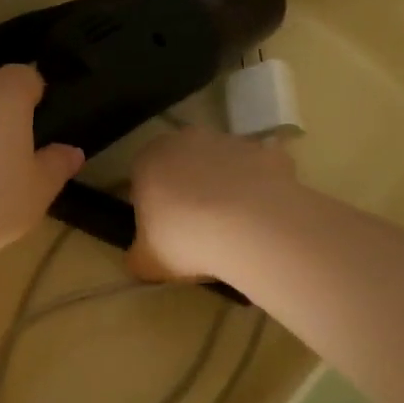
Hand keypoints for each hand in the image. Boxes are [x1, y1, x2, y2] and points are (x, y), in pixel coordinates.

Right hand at [129, 127, 297, 282]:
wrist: (253, 229)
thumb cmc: (187, 240)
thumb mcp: (148, 262)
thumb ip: (137, 256)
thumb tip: (138, 258)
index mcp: (149, 159)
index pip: (143, 175)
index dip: (152, 202)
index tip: (164, 230)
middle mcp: (186, 139)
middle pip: (183, 163)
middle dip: (188, 187)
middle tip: (199, 227)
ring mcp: (229, 141)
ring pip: (221, 163)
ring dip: (224, 185)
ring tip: (235, 227)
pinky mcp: (265, 151)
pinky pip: (258, 170)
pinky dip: (259, 188)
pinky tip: (263, 217)